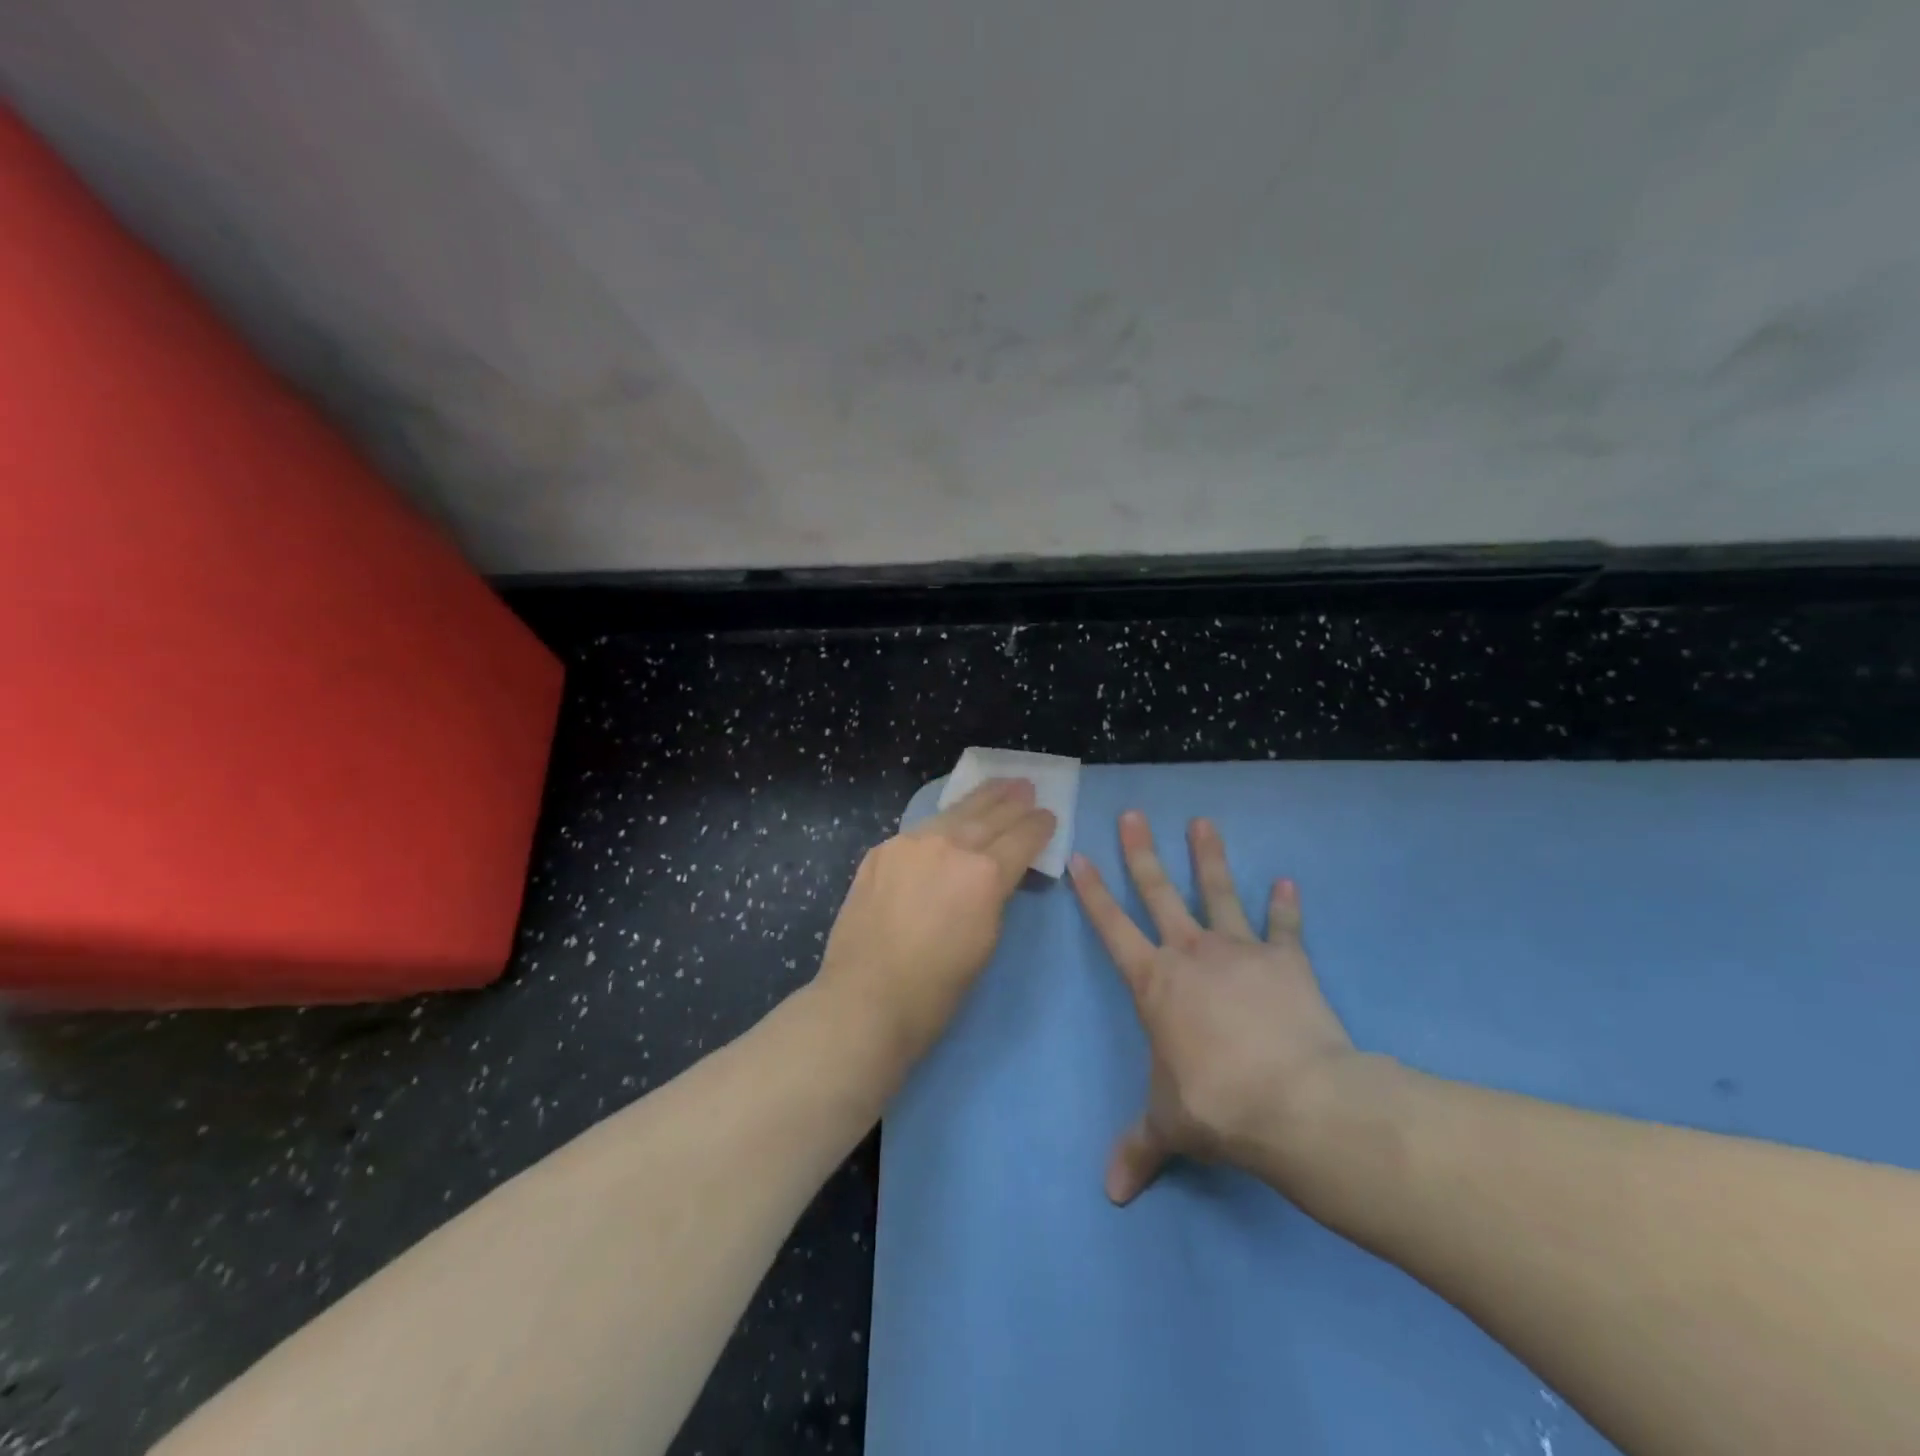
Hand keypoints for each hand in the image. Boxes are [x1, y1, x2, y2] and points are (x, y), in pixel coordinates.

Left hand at [816, 779, 1055, 1071]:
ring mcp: (911, 844)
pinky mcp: (882, 851)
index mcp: (984, 873)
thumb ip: (995, 897)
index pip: (1022, 838)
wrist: (865, 998)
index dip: (1039, 826)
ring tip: (997, 786)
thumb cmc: (936, 988)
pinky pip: (921, 829)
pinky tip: (949, 819)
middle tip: (1026, 786)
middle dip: (1012, 801)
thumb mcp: (986, 941)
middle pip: (989, 816)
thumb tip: (995, 877)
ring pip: (953, 813)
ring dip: (979, 799)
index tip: (1049, 815)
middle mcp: (950, 846)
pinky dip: (943, 821)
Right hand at [1069, 812, 1359, 1203]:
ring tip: (1203, 822)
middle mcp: (1191, 954)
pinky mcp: (1288, 961)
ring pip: (1219, 892)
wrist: (1295, 1103)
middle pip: (1160, 892)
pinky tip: (1289, 882)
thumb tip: (1111, 1194)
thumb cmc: (1215, 1104)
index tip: (1081, 854)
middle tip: (1133, 814)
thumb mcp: (1167, 1126)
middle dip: (1142, 853)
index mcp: (1154, 982)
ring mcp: (1241, 951)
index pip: (1112, 927)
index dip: (1093, 891)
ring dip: (1210, 858)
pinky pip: (1285, 928)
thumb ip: (1138, 1148)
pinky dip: (1287, 906)